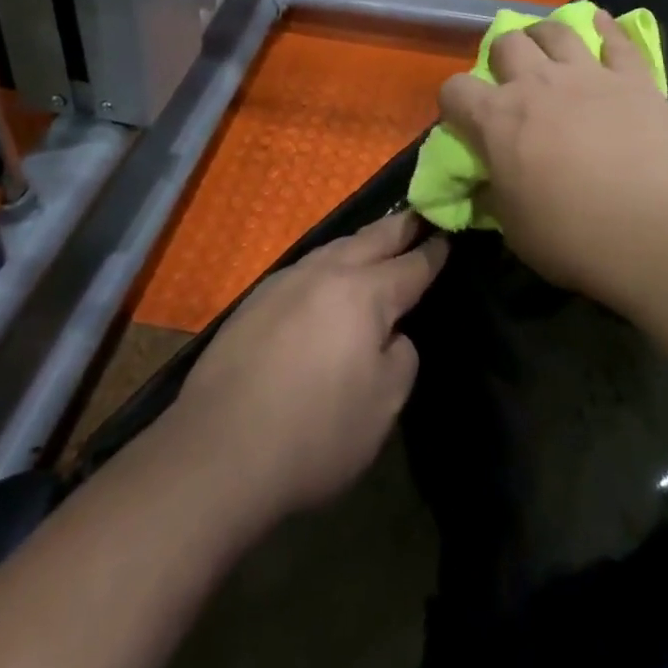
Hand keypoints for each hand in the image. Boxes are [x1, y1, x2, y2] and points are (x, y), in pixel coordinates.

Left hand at [170, 210, 447, 520]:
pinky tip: (328, 278)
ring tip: (379, 240)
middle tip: (421, 216)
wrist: (218, 452)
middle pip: (374, 238)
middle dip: (402, 227)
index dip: (434, 251)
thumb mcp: (383, 406)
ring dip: (363, 241)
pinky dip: (330, 264)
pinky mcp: (256, 300)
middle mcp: (327, 272)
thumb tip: (390, 334)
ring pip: (336, 247)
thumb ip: (401, 357)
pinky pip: (307, 268)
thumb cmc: (315, 433)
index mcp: (366, 293)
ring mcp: (287, 281)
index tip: (449, 235)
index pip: (412, 264)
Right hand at [437, 11, 667, 306]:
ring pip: (556, 31)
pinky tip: (602, 24)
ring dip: (545, 35)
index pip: (454, 90)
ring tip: (548, 47)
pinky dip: (606, 29)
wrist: (658, 230)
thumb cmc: (577, 238)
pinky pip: (617, 39)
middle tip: (513, 79)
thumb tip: (489, 183)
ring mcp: (588, 74)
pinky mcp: (633, 77)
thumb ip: (496, 195)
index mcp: (498, 120)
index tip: (464, 119)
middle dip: (502, 57)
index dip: (454, 102)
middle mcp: (537, 83)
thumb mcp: (516, 230)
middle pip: (506, 43)